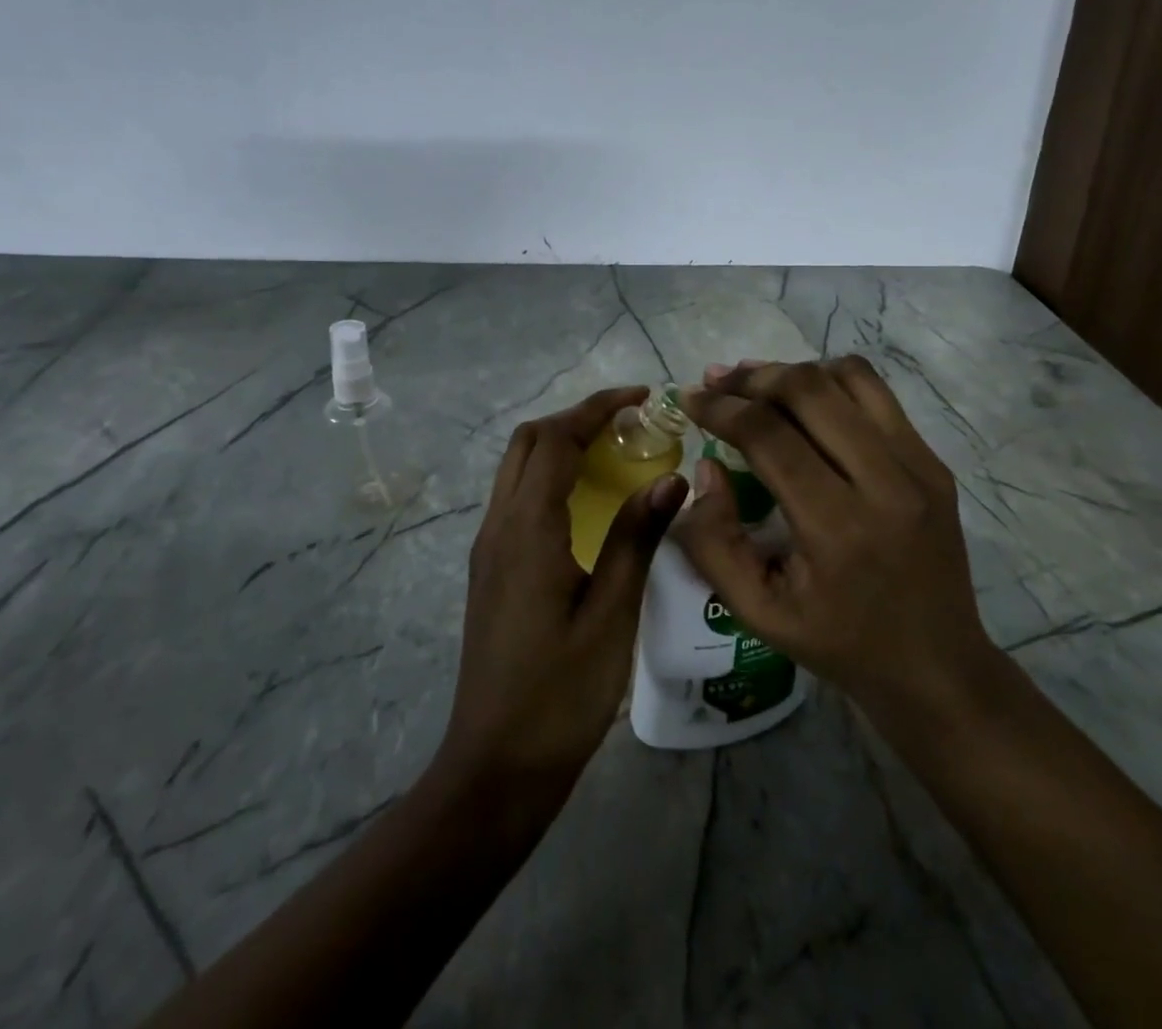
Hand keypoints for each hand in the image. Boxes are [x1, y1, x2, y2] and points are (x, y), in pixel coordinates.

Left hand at [436, 387, 688, 819]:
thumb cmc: (561, 693)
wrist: (496, 764)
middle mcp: (499, 524)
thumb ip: (637, 538)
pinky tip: (588, 500)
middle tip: (630, 423)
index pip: (558, 440)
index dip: (597, 408)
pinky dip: (550, 475)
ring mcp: (489, 547)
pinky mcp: (491, 568)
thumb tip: (672, 477)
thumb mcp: (612, 614)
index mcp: (528, 528)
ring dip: (561, 444)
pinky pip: (518, 496)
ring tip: (614, 451)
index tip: (641, 397)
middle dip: (577, 418)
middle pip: (529, 441)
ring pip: (518, 467)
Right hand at [675, 358, 990, 722]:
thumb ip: (714, 542)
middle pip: (808, 391)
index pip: (769, 436)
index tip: (690, 399)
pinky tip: (806, 399)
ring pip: (849, 378)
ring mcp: (918, 467)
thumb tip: (706, 468)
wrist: (936, 666)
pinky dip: (833, 382)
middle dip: (752, 378)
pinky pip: (878, 395)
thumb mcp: (757, 612)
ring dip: (793, 371)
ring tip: (756, 381)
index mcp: (836, 528)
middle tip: (716, 381)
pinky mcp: (934, 462)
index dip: (721, 409)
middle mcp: (885, 483)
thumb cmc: (839, 643)